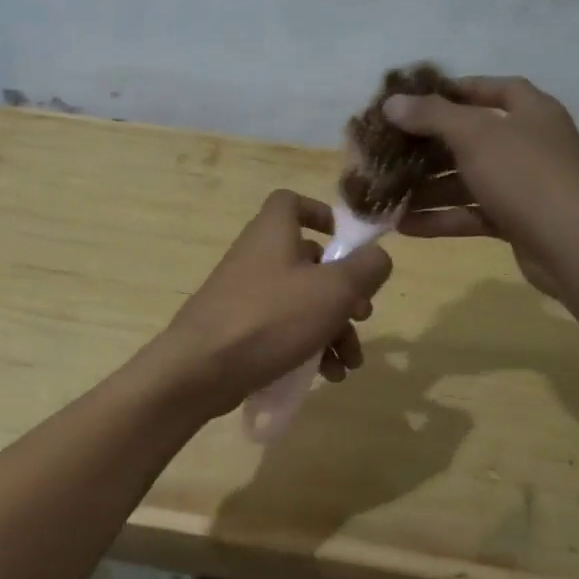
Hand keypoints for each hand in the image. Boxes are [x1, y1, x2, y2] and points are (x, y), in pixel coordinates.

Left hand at [154, 190, 392, 415]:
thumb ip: (365, 269)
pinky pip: (283, 329)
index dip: (320, 213)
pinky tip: (327, 376)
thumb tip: (378, 257)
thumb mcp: (333, 290)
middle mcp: (257, 256)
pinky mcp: (239, 329)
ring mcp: (245, 294)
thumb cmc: (271, 318)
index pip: (291, 202)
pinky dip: (307, 346)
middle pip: (309, 261)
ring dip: (333, 329)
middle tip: (362, 316)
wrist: (200, 369)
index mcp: (273, 232)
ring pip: (301, 301)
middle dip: (343, 292)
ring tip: (350, 363)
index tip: (345, 241)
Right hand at [381, 76, 578, 298]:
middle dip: (429, 146)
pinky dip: (441, 218)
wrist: (578, 247)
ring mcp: (523, 185)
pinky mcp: (516, 221)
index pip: (492, 89)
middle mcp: (528, 144)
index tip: (415, 100)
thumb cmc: (527, 176)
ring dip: (428, 187)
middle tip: (389, 151)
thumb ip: (432, 116)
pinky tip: (404, 226)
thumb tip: (392, 102)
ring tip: (387, 194)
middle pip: (471, 137)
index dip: (455, 90)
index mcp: (530, 112)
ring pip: (467, 179)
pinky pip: (471, 213)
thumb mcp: (476, 136)